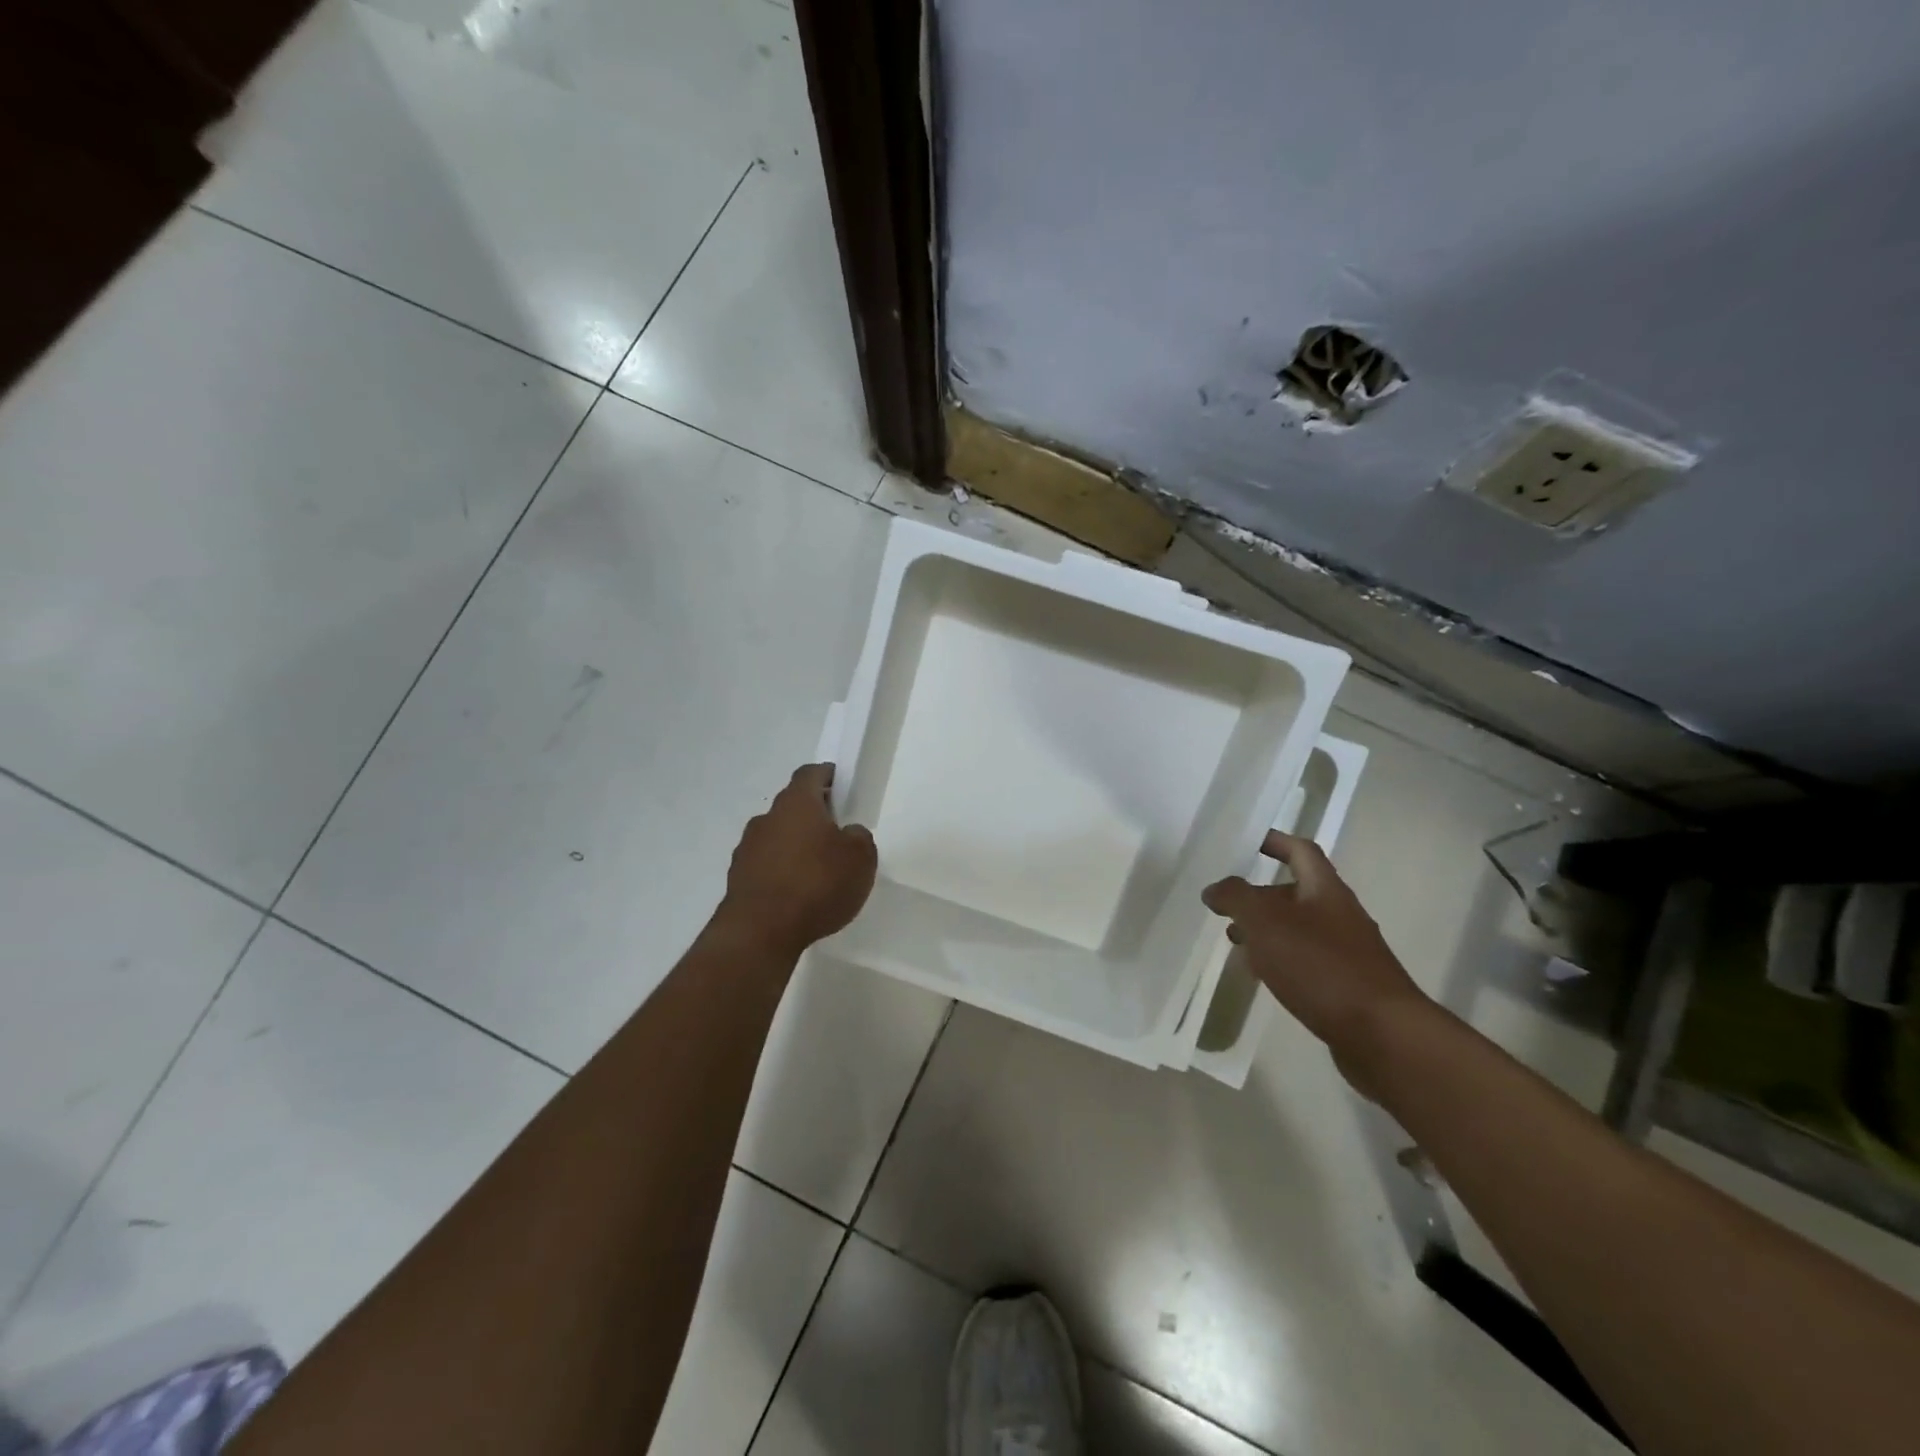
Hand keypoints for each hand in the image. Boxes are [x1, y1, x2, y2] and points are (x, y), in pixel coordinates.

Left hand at [716, 764, 877, 959]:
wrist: (760, 931)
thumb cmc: (817, 884)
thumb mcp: (861, 858)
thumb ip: (859, 837)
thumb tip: (847, 833)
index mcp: (797, 803)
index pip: (810, 774)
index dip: (827, 776)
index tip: (842, 785)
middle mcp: (767, 818)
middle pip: (792, 806)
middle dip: (813, 815)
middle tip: (836, 834)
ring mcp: (747, 848)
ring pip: (777, 836)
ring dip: (795, 845)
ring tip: (818, 871)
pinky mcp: (738, 878)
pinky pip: (765, 865)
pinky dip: (781, 872)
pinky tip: (797, 895)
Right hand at [1202, 831, 1432, 1084]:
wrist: (1384, 1035)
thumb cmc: (1321, 966)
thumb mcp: (1265, 923)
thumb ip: (1236, 898)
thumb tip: (1215, 888)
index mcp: (1325, 890)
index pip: (1301, 852)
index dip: (1276, 842)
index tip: (1250, 842)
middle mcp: (1341, 915)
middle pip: (1298, 893)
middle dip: (1260, 896)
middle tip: (1227, 907)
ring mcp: (1349, 952)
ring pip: (1300, 929)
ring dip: (1268, 930)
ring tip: (1236, 944)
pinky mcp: (1349, 985)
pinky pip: (1308, 960)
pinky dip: (1282, 959)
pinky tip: (1265, 976)